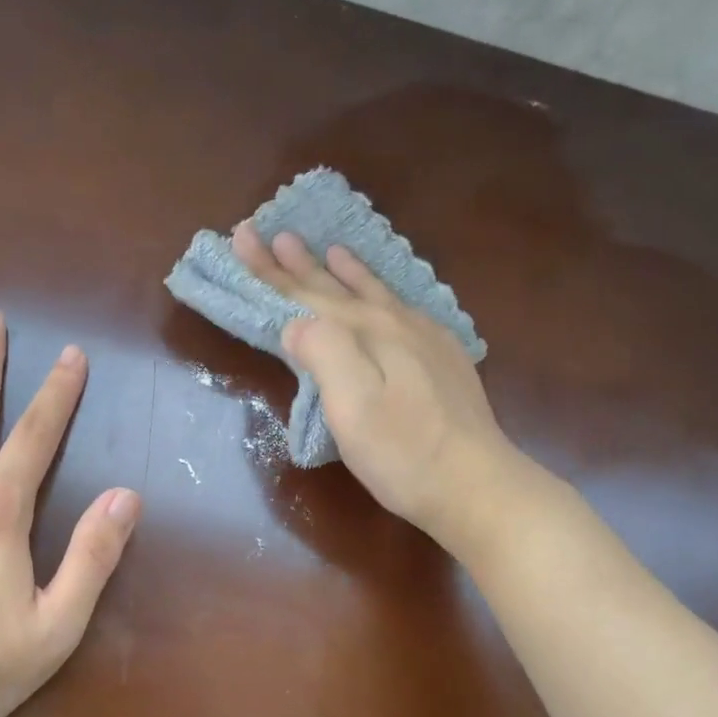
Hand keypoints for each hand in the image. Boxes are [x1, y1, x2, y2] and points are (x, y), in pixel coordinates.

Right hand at [232, 225, 529, 548]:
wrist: (475, 484)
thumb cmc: (402, 453)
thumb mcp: (352, 409)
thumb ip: (323, 355)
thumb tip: (296, 322)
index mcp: (366, 334)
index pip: (306, 295)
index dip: (269, 270)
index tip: (242, 237)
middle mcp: (394, 324)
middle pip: (335, 288)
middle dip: (298, 263)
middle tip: (269, 232)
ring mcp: (425, 339)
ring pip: (373, 293)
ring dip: (344, 271)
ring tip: (329, 247)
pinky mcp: (443, 358)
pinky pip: (403, 308)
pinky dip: (383, 292)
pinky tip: (385, 293)